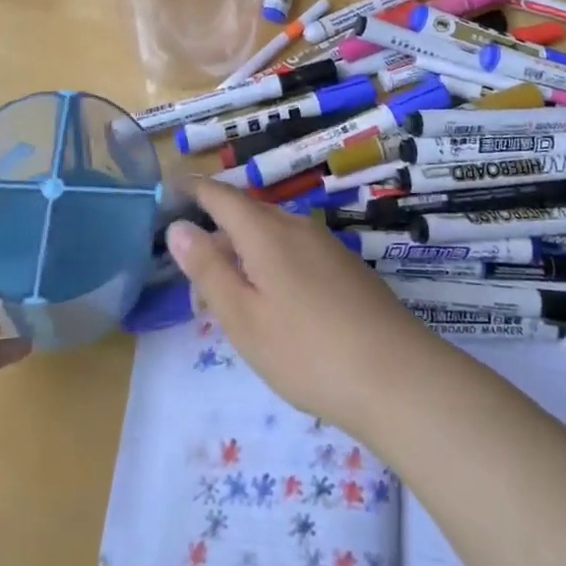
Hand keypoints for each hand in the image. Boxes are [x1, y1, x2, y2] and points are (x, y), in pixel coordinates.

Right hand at [164, 181, 444, 435]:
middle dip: (216, 234)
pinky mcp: (345, 267)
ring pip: (271, 235)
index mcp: (266, 232)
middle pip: (246, 214)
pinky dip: (271, 265)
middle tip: (195, 279)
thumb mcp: (244, 317)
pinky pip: (294, 251)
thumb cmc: (307, 351)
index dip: (193, 188)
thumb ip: (209, 270)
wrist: (397, 376)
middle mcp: (296, 226)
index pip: (220, 195)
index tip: (169, 188)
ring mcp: (325, 245)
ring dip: (244, 254)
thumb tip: (178, 227)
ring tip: (230, 301)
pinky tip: (274, 306)